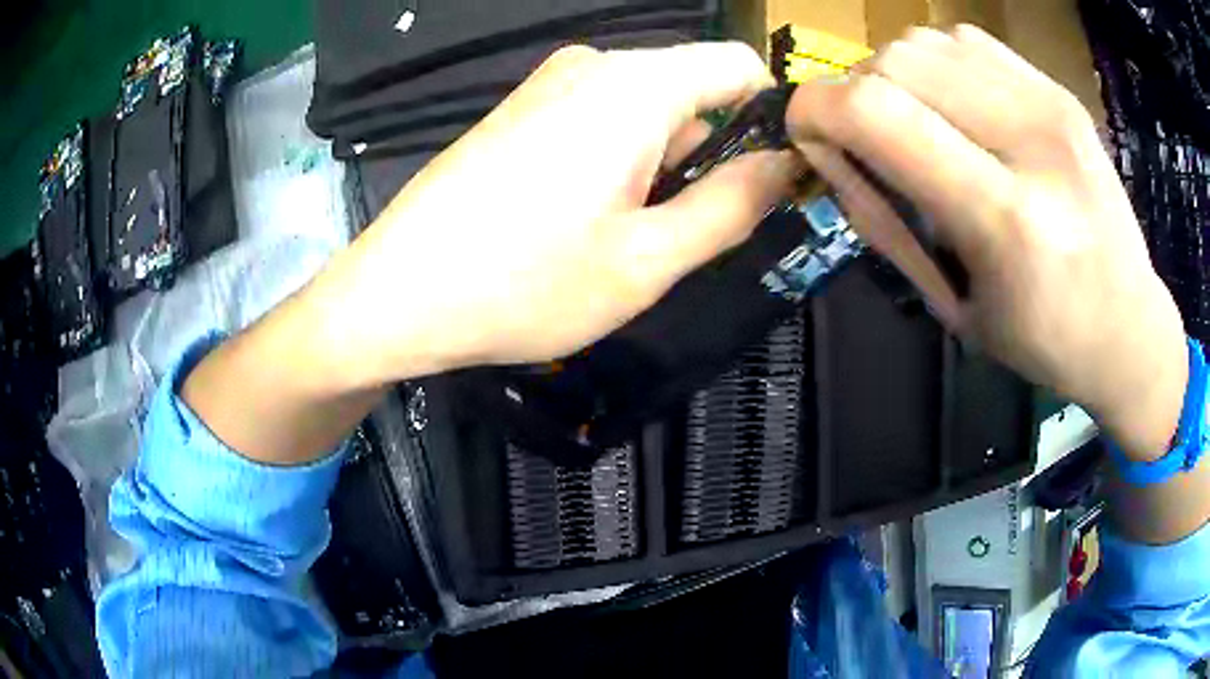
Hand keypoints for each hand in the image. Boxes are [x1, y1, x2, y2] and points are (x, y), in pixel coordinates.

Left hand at [314, 42, 800, 385]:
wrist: (396, 295)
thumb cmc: (523, 283)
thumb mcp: (648, 260)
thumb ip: (732, 205)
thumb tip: (785, 165)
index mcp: (635, 85)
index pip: (739, 65)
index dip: (769, 118)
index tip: (769, 182)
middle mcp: (593, 66)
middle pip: (694, 91)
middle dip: (709, 156)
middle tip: (681, 236)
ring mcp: (550, 86)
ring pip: (648, 112)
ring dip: (662, 170)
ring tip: (625, 239)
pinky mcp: (523, 112)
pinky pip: (602, 122)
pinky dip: (619, 165)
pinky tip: (584, 222)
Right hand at [785, 25, 1186, 459]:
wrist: (1130, 326)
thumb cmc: (1045, 340)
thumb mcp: (954, 307)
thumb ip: (887, 223)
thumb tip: (830, 154)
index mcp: (1006, 219)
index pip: (876, 112)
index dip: (816, 111)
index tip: (809, 136)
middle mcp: (1031, 143)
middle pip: (894, 62)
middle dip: (855, 93)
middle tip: (871, 140)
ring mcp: (1050, 105)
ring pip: (924, 42)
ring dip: (896, 77)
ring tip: (919, 123)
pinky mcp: (1058, 89)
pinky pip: (964, 42)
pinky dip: (938, 65)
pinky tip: (957, 106)